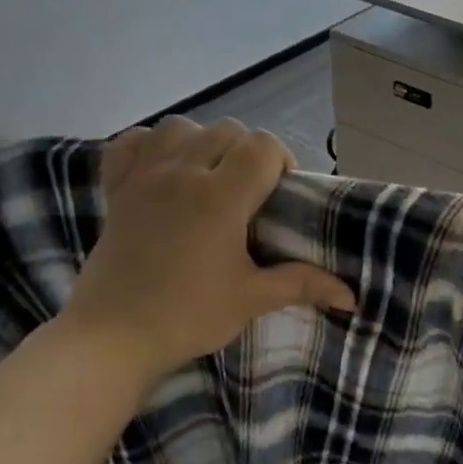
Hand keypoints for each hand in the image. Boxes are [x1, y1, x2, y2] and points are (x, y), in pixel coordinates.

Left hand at [59, 117, 355, 390]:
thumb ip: (302, 284)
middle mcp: (182, 173)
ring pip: (181, 126)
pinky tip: (163, 170)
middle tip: (250, 194)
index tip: (281, 196)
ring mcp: (144, 176)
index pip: (263, 146)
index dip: (282, 162)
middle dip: (248, 153)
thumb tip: (350, 295)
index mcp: (220, 197)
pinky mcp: (116, 189)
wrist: (112, 337)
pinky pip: (133, 142)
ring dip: (203, 142)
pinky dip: (152, 146)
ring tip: (209, 177)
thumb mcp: (252, 299)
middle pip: (227, 130)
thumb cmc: (188, 316)